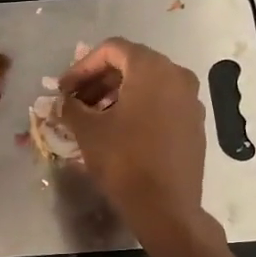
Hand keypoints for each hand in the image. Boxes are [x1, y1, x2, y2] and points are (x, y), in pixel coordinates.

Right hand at [61, 38, 251, 256]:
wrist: (166, 207)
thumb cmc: (124, 161)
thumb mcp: (88, 131)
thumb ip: (70, 107)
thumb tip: (61, 101)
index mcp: (152, 69)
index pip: (112, 50)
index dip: (82, 66)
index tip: (64, 89)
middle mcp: (177, 76)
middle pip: (131, 65)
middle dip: (98, 81)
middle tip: (75, 102)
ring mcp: (190, 101)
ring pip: (147, 85)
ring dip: (116, 95)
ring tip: (93, 118)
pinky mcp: (194, 124)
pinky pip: (161, 104)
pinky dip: (137, 109)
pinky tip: (118, 132)